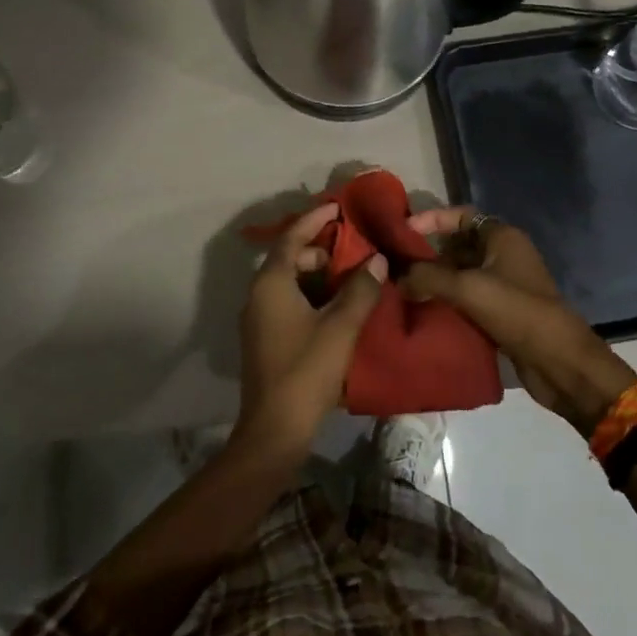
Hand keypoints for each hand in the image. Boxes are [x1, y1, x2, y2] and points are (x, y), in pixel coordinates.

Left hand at [234, 203, 385, 459]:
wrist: (275, 428)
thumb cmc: (306, 369)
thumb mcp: (340, 327)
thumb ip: (360, 290)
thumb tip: (377, 259)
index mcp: (271, 283)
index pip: (292, 238)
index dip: (315, 220)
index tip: (337, 207)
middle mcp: (259, 294)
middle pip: (290, 259)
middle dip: (322, 250)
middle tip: (355, 250)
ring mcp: (259, 318)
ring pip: (290, 283)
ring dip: (319, 275)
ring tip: (354, 278)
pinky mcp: (265, 338)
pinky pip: (288, 302)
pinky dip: (312, 296)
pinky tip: (338, 308)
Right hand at [401, 207, 636, 435]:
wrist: (561, 363)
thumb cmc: (517, 312)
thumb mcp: (468, 289)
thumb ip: (428, 277)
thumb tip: (397, 277)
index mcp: (503, 237)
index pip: (461, 215)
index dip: (432, 219)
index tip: (403, 232)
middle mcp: (504, 255)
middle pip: (459, 244)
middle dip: (429, 253)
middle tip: (397, 264)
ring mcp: (505, 285)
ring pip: (462, 273)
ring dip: (436, 280)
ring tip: (404, 288)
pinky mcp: (502, 312)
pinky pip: (468, 298)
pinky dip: (447, 301)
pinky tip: (424, 310)